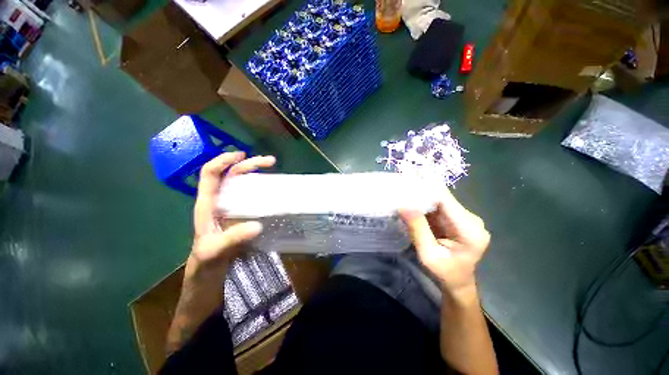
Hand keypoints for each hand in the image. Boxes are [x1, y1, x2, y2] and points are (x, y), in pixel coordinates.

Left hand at [186, 152, 275, 279]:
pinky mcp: (242, 215)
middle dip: (249, 164)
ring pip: (242, 184)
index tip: (242, 155)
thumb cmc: (205, 263)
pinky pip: (252, 197)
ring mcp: (231, 208)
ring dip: (257, 174)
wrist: (209, 275)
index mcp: (207, 205)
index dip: (223, 161)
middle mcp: (219, 201)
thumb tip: (257, 225)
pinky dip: (262, 189)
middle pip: (231, 175)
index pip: (210, 174)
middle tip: (270, 162)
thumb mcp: (214, 252)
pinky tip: (273, 190)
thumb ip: (232, 239)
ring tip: (274, 169)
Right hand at [399, 189, 489, 298]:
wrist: (458, 282)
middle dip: (421, 191)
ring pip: (439, 200)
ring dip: (421, 196)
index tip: (406, 180)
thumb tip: (404, 205)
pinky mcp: (457, 218)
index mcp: (470, 230)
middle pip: (443, 198)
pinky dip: (424, 203)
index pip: (445, 200)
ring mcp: (465, 218)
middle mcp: (471, 220)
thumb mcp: (428, 255)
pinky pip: (438, 206)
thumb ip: (418, 230)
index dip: (426, 188)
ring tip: (403, 191)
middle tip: (400, 185)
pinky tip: (411, 201)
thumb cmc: (444, 273)